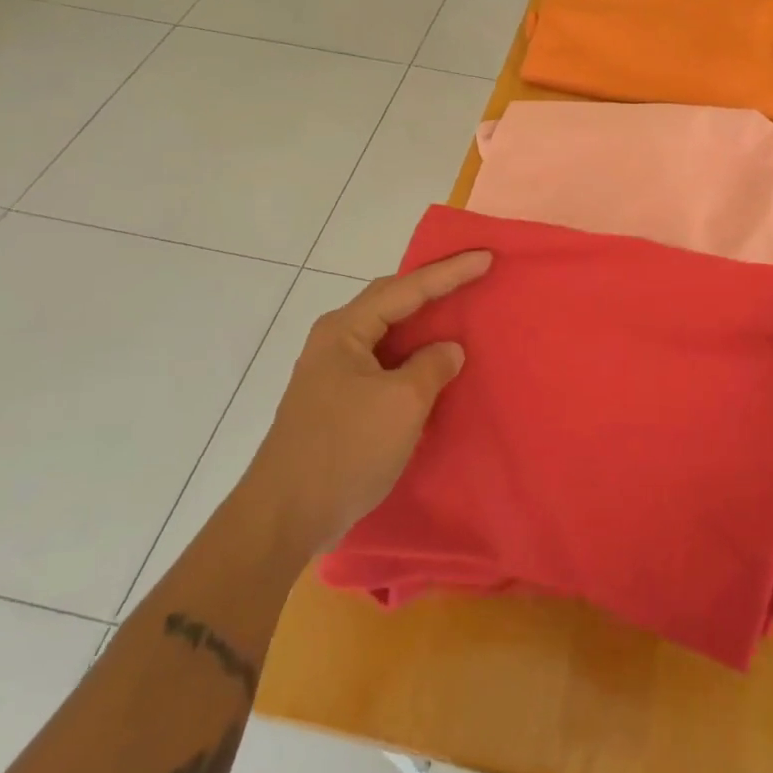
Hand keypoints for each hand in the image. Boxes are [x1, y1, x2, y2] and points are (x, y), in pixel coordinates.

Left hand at [243, 251, 491, 556]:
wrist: (285, 516)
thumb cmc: (345, 449)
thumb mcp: (402, 403)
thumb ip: (432, 366)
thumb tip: (448, 350)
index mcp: (345, 330)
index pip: (407, 288)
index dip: (450, 272)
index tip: (486, 257)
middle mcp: (336, 340)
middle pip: (393, 302)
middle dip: (434, 287)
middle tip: (473, 274)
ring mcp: (334, 371)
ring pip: (389, 333)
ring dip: (424, 323)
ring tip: (460, 311)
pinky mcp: (339, 400)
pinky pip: (385, 362)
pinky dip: (413, 356)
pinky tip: (433, 363)